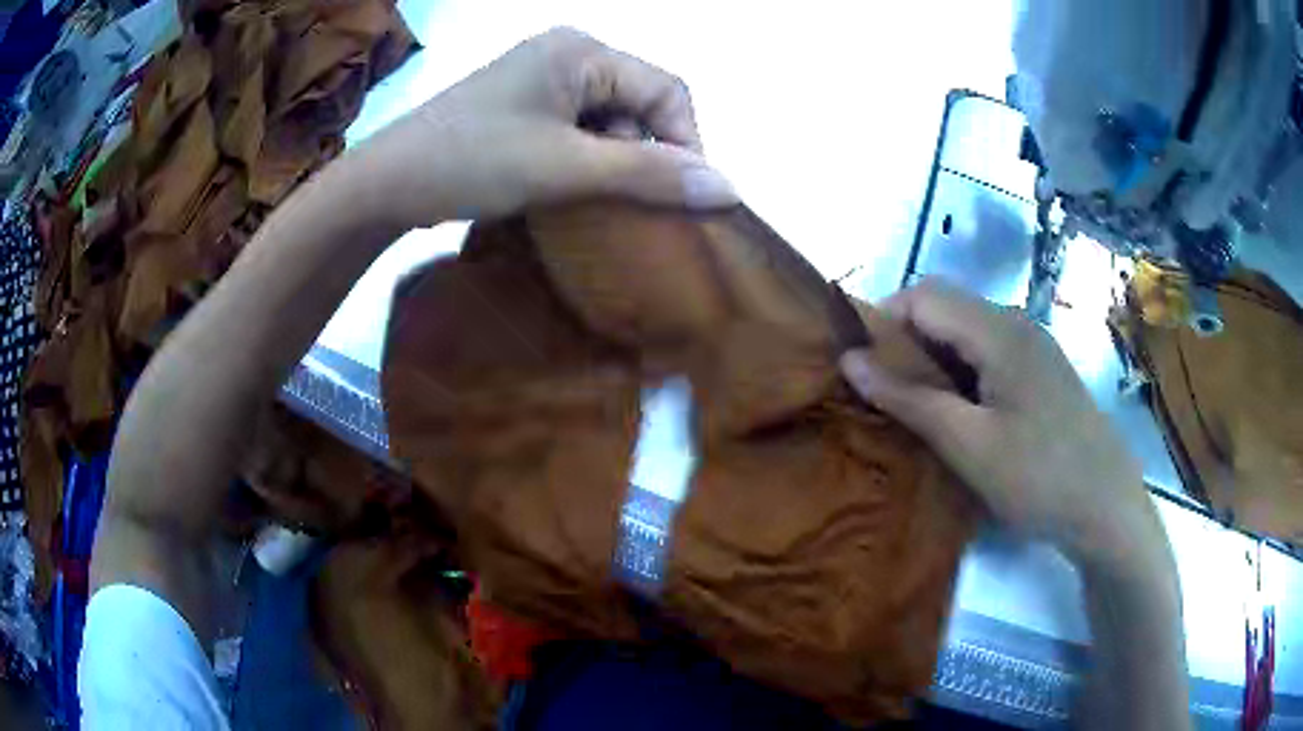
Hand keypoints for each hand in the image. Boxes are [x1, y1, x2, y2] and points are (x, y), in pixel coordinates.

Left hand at [346, 27, 735, 226]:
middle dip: (647, 155)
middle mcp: (568, 54)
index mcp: (582, 50)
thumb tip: (730, 189)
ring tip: (604, 206)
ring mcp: (541, 80)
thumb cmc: (471, 162)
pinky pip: (578, 130)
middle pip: (639, 103)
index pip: (667, 89)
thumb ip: (649, 175)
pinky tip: (576, 193)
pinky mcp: (523, 107)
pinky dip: (587, 163)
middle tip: (638, 208)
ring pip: (610, 121)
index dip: (685, 142)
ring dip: (617, 164)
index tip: (683, 198)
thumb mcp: (565, 168)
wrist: (383, 186)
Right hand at [839, 280, 1167, 570]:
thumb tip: (850, 361)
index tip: (859, 368)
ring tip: (916, 406)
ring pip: (965, 329)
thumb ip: (909, 398)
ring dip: (932, 357)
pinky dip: (960, 370)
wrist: (1106, 507)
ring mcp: (1032, 345)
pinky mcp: (1041, 369)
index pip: (922, 295)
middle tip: (885, 392)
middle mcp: (1015, 322)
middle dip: (904, 340)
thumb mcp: (968, 444)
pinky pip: (988, 351)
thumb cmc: (1038, 477)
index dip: (882, 321)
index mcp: (998, 330)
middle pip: (944, 305)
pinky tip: (959, 411)